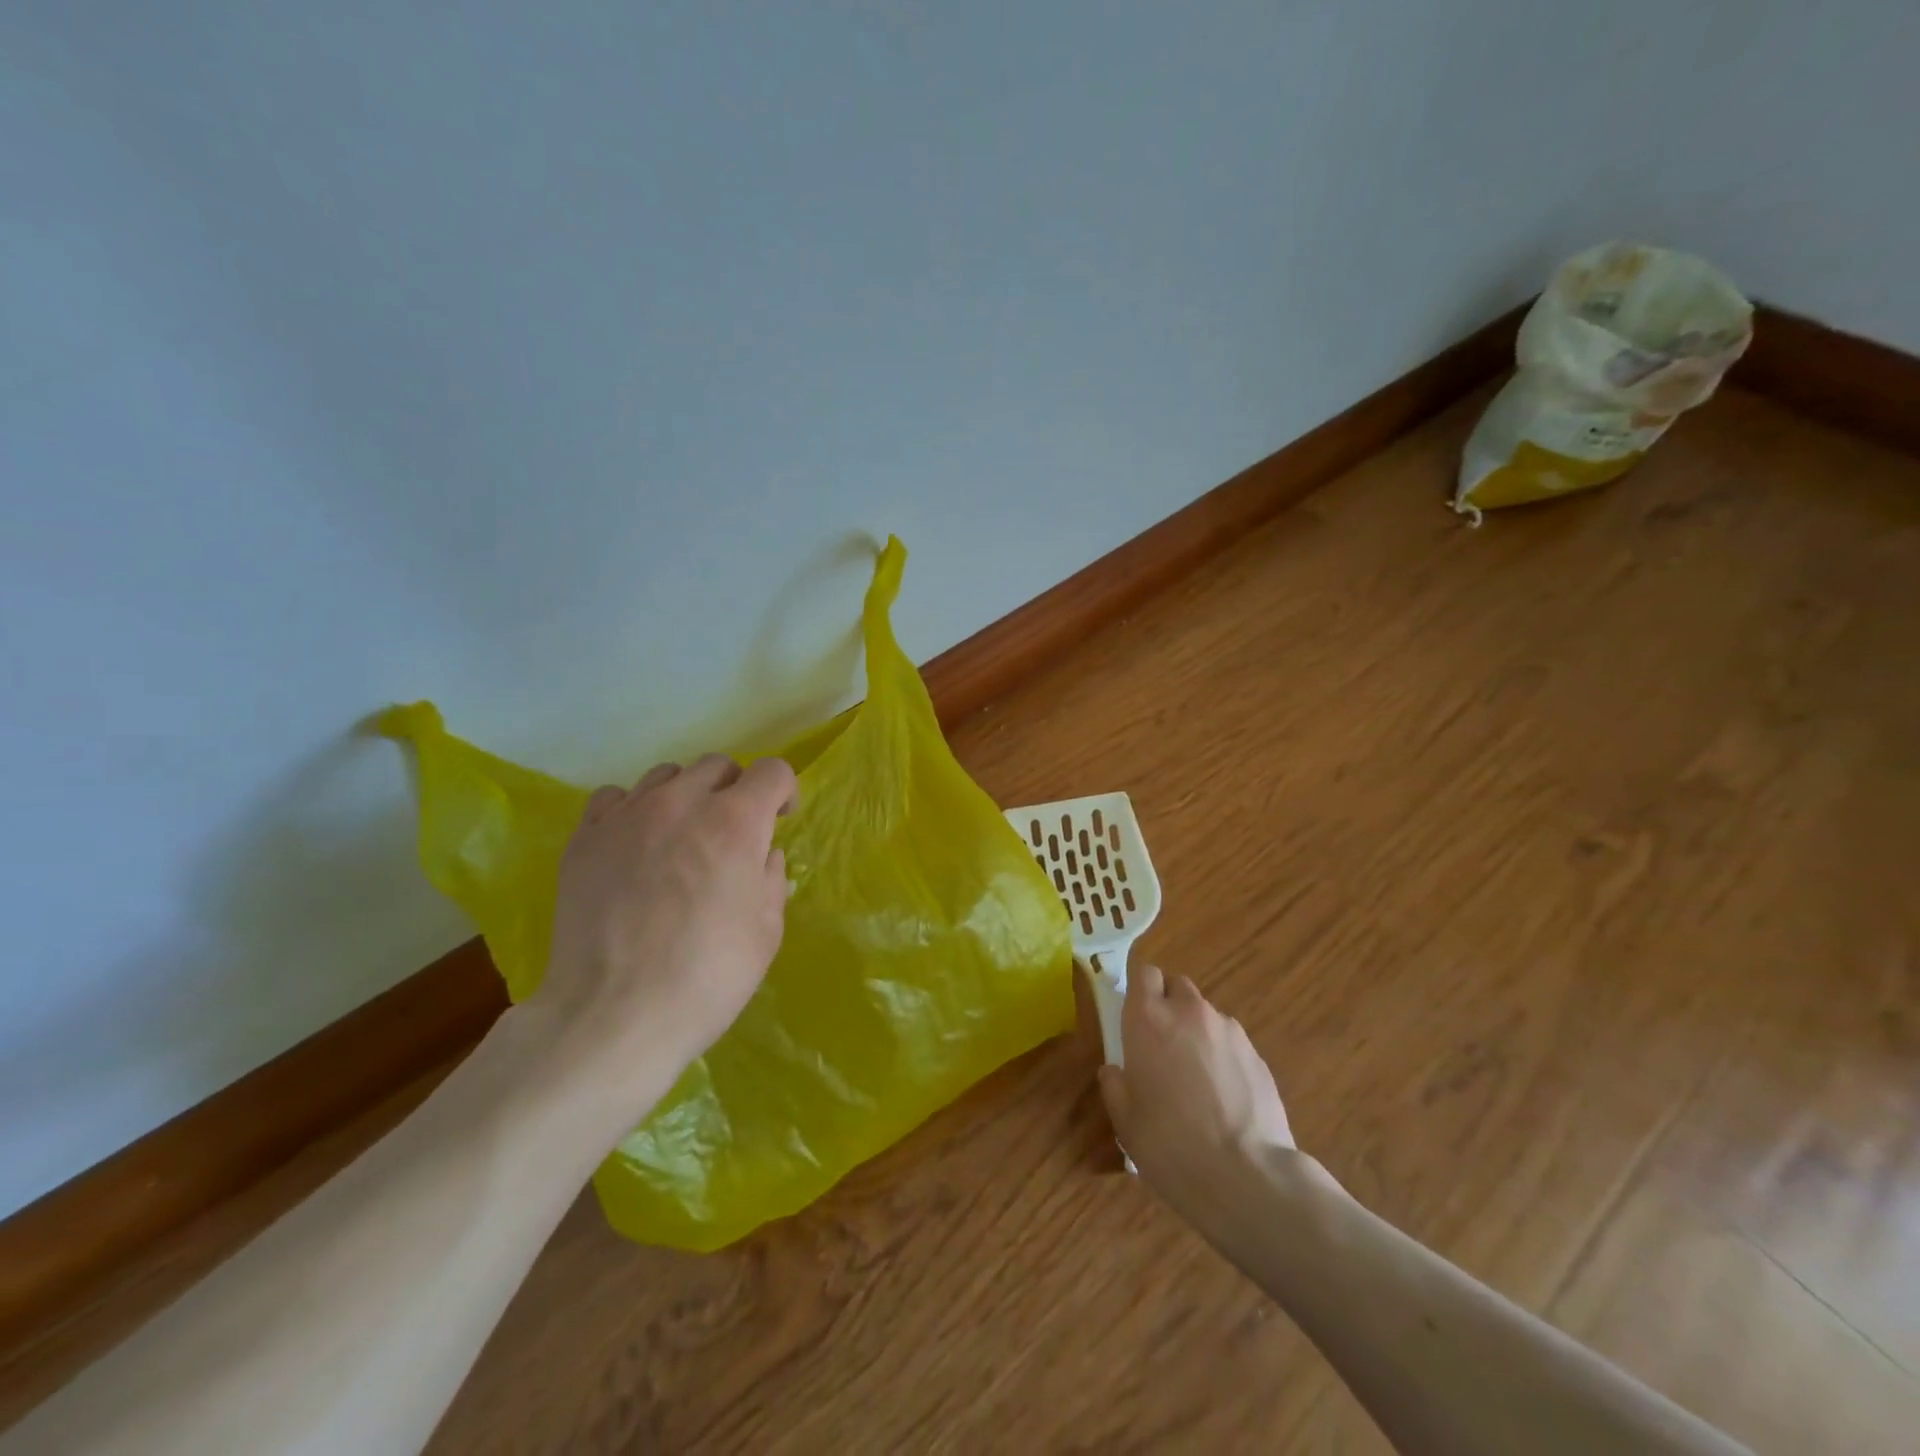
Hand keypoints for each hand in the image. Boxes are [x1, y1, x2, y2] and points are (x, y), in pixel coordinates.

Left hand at [536, 753, 798, 1099]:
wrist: (615, 1014)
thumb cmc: (707, 975)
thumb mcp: (767, 930)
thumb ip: (771, 877)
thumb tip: (761, 855)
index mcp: (735, 822)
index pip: (772, 771)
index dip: (783, 791)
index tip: (779, 819)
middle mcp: (682, 803)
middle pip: (717, 765)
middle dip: (736, 789)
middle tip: (733, 830)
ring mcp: (627, 816)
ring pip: (666, 775)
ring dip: (686, 796)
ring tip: (681, 835)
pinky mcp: (585, 839)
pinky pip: (614, 798)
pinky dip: (633, 809)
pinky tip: (635, 844)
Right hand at [1098, 966, 1293, 1205]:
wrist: (1245, 1176)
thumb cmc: (1169, 1144)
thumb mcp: (1125, 1120)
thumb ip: (1116, 1085)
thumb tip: (1115, 1071)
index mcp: (1149, 1019)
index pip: (1143, 973)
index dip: (1140, 990)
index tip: (1135, 1015)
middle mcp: (1189, 1012)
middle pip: (1177, 986)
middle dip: (1169, 1005)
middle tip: (1163, 1044)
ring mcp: (1229, 1031)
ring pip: (1207, 1015)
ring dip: (1197, 1032)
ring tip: (1197, 1078)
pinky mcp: (1258, 1055)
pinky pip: (1232, 1043)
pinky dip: (1224, 1057)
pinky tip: (1224, 1098)